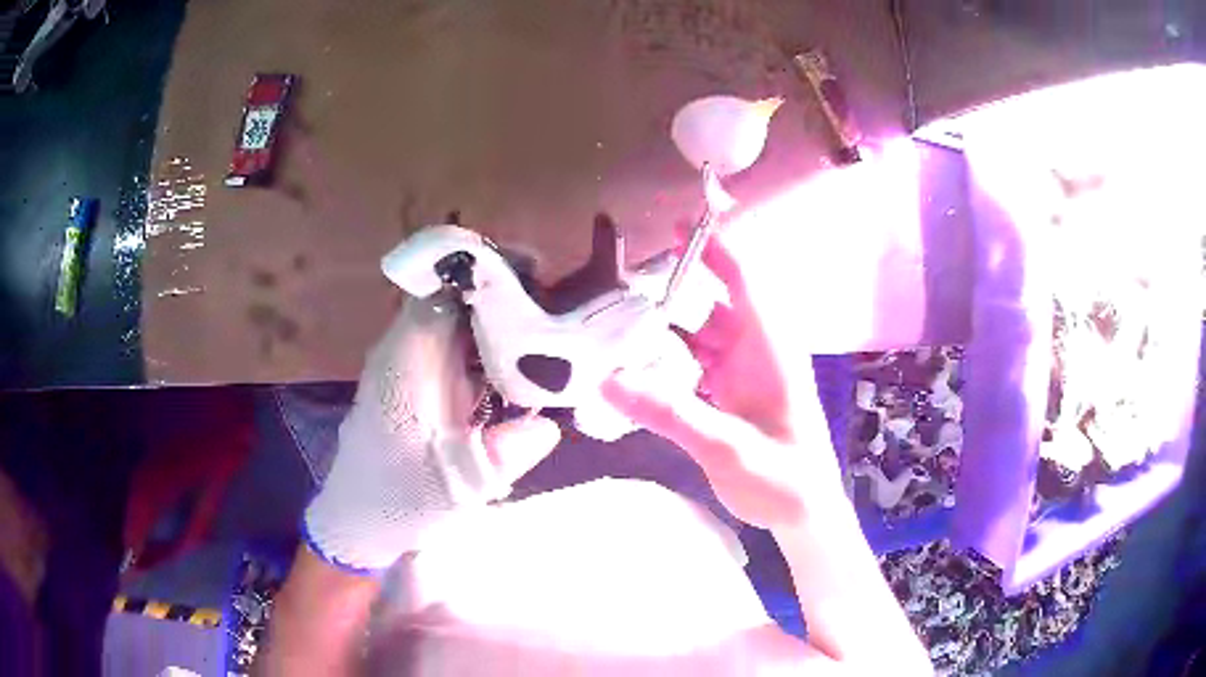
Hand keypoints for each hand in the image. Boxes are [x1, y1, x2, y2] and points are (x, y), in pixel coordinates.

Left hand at [304, 296, 561, 571]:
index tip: (540, 280)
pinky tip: (523, 362)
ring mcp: (411, 365)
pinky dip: (490, 347)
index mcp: (406, 364)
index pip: (444, 294)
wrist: (360, 518)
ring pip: (458, 321)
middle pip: (455, 300)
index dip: (490, 279)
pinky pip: (458, 347)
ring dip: (501, 321)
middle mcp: (405, 352)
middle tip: (559, 308)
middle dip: (506, 297)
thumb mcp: (457, 488)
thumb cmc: (400, 501)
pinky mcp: (419, 381)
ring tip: (551, 329)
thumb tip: (548, 424)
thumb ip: (504, 455)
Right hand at [602, 235, 844, 529]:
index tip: (674, 224)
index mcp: (767, 347)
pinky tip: (634, 365)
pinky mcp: (730, 394)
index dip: (713, 247)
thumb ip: (670, 413)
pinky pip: (694, 363)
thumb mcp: (727, 447)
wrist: (805, 513)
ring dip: (663, 326)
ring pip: (698, 334)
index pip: (743, 279)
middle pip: (712, 302)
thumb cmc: (782, 478)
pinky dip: (667, 359)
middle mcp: (754, 350)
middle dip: (673, 284)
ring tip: (613, 321)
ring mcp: (741, 373)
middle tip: (619, 278)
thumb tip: (607, 380)